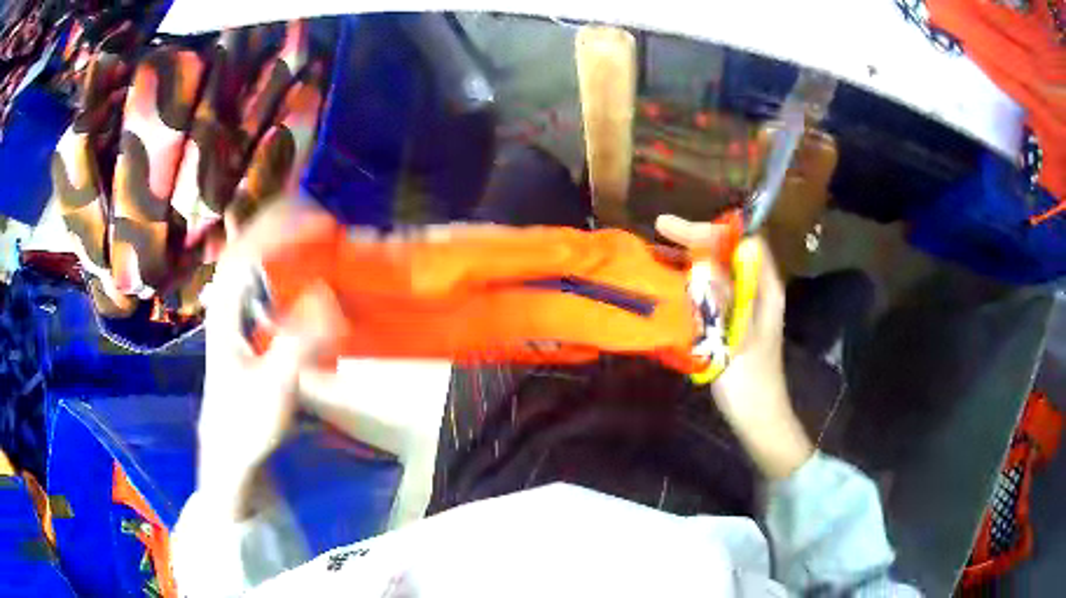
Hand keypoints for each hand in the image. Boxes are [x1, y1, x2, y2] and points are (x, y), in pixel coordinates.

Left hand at [197, 198, 336, 516]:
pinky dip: (277, 258)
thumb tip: (329, 298)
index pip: (249, 251)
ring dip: (279, 234)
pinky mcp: (243, 322)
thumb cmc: (246, 421)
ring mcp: (232, 310)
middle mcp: (226, 301)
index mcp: (226, 311)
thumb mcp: (273, 389)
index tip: (322, 222)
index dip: (283, 228)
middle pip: (246, 242)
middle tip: (323, 217)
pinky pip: (258, 276)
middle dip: (282, 220)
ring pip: (249, 255)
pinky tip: (295, 261)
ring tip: (314, 228)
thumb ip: (297, 345)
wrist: (229, 446)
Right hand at [656, 214, 812, 478]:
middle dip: (696, 238)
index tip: (675, 228)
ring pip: (720, 269)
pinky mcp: (734, 320)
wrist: (758, 418)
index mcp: (765, 288)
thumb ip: (722, 302)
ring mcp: (746, 304)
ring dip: (692, 257)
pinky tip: (671, 282)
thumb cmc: (751, 384)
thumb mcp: (736, 341)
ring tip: (658, 250)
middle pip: (729, 251)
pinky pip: (714, 289)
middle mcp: (757, 289)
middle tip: (659, 230)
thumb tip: (702, 264)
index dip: (711, 230)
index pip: (742, 241)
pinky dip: (693, 280)